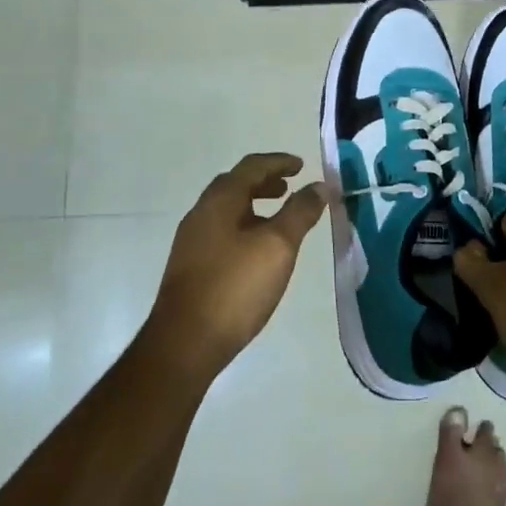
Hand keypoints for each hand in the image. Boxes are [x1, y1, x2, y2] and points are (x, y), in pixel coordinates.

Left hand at [145, 152, 327, 382]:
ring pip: (227, 209)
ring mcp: (192, 240)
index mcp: (220, 200)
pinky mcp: (191, 266)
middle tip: (289, 187)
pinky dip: (244, 225)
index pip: (252, 167)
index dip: (279, 162)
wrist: (185, 342)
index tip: (302, 165)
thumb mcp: (278, 246)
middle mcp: (201, 212)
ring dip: (254, 204)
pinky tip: (257, 250)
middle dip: (265, 182)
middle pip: (235, 184)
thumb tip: (319, 186)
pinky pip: (221, 230)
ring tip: (278, 218)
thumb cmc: (236, 286)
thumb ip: (300, 212)